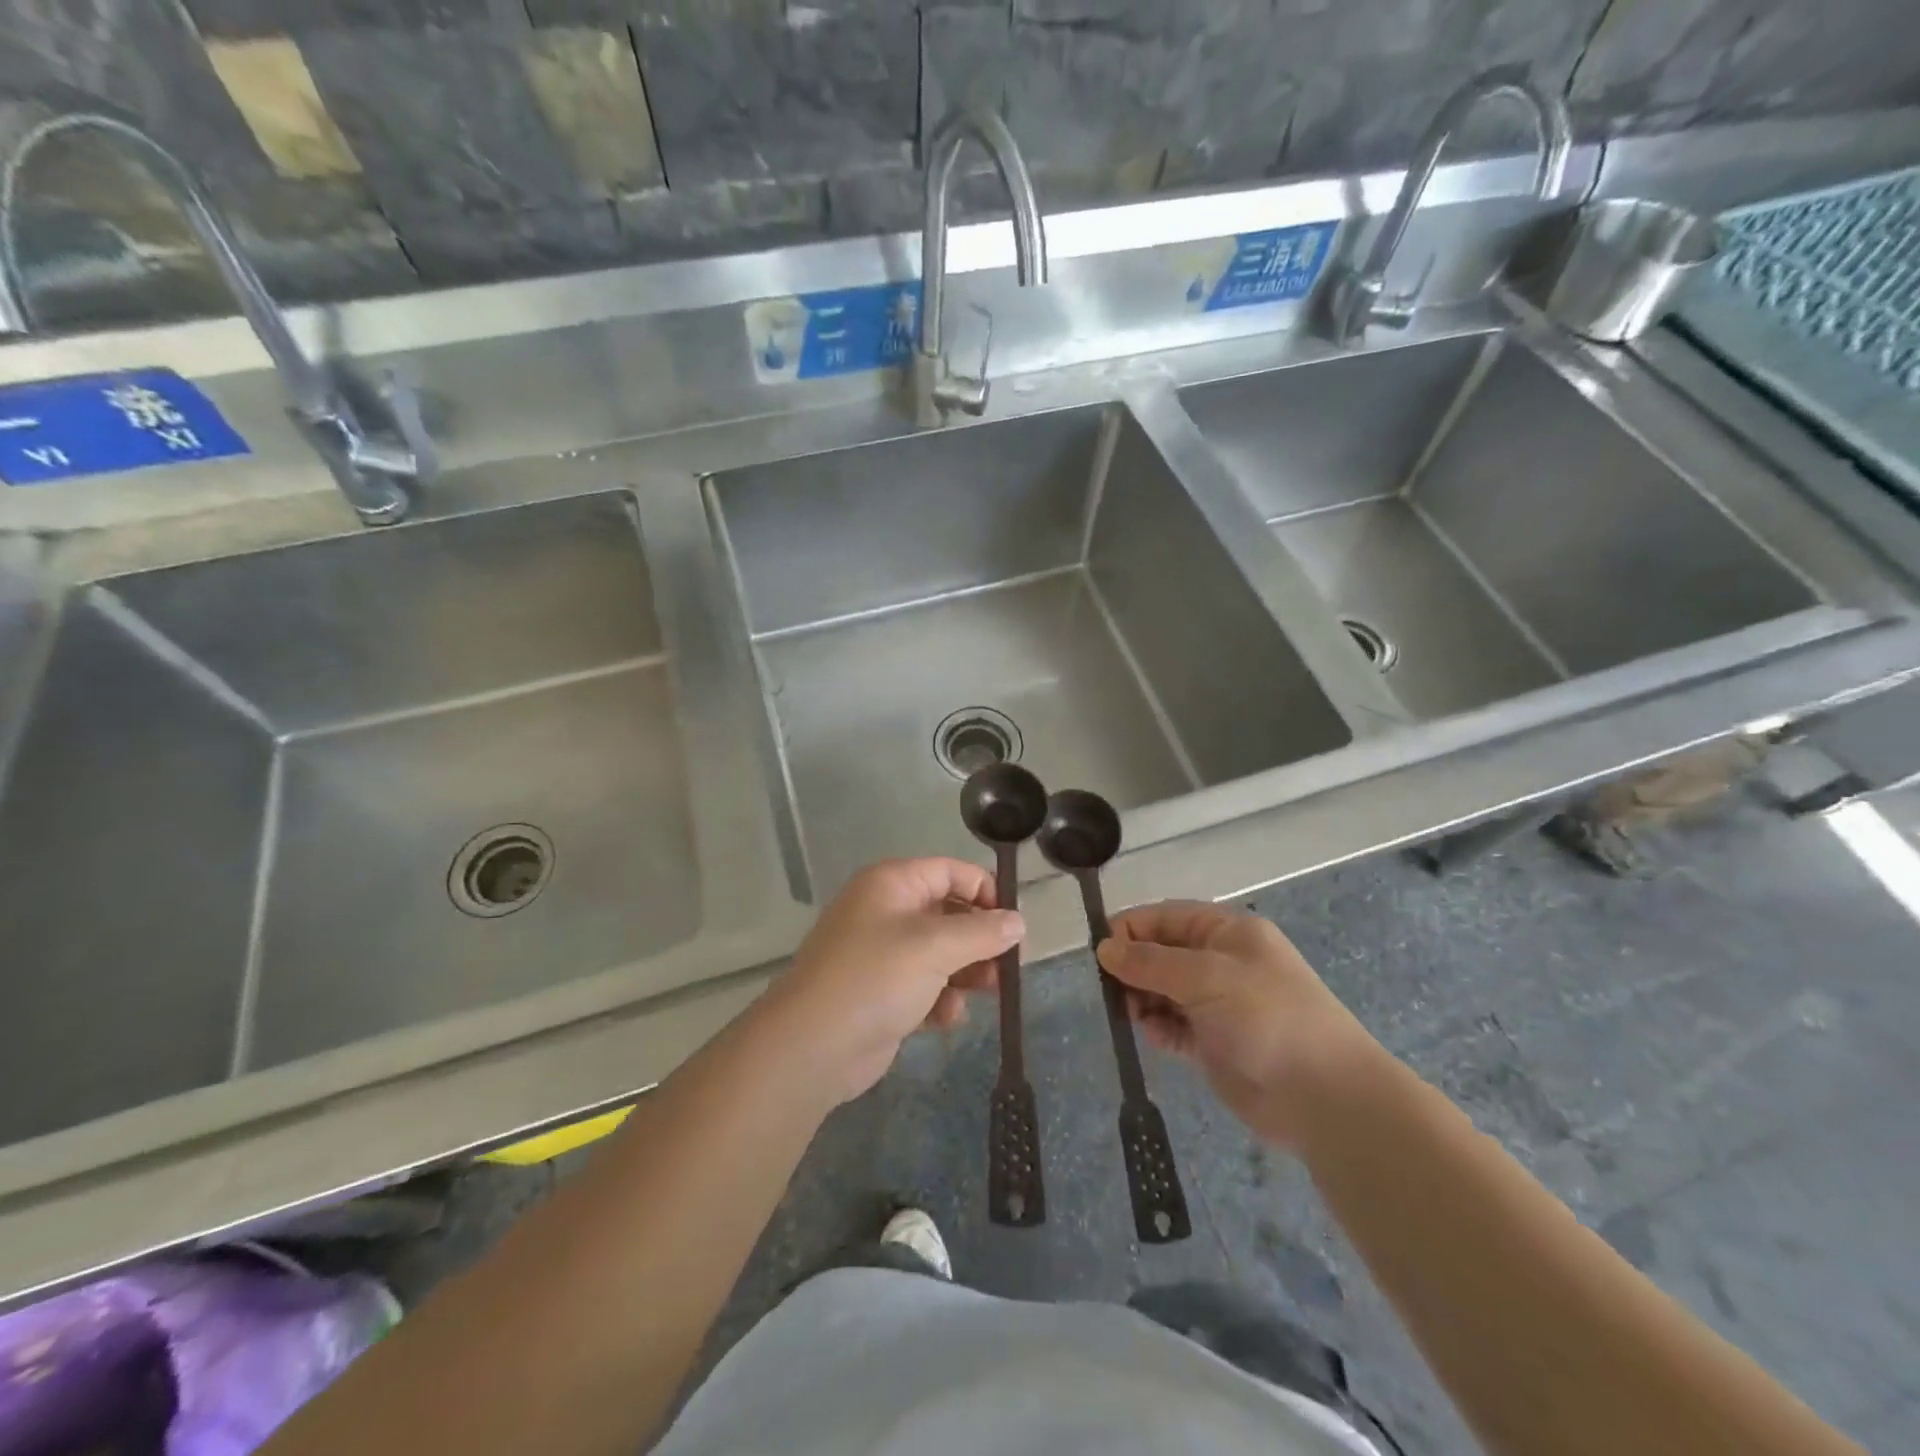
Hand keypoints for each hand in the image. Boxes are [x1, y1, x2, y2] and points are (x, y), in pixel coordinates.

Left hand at [760, 859, 1023, 1105]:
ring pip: (940, 954)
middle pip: (949, 914)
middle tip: (1007, 966)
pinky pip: (924, 986)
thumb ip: (982, 932)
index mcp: (892, 884)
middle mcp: (886, 912)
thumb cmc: (876, 978)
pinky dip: (940, 1000)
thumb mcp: (936, 947)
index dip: (985, 891)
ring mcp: (881, 954)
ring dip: (966, 973)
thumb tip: (1018, 921)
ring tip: (989, 993)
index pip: (950, 872)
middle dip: (980, 940)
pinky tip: (947, 1019)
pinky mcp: (882, 994)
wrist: (813, 1046)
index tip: (1013, 923)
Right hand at [1098, 901, 1383, 1149]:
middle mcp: (1220, 963)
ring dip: (1141, 999)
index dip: (1131, 929)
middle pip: (1160, 953)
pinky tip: (1155, 1036)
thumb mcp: (1206, 977)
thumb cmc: (1268, 1017)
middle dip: (1133, 968)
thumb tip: (1104, 947)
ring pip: (1161, 990)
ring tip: (1134, 1015)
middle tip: (1112, 990)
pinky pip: (1172, 1026)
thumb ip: (1151, 961)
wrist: (1324, 1097)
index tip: (1099, 950)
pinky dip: (1158, 1028)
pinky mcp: (1213, 1043)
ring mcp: (1217, 1004)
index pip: (1166, 917)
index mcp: (1227, 932)